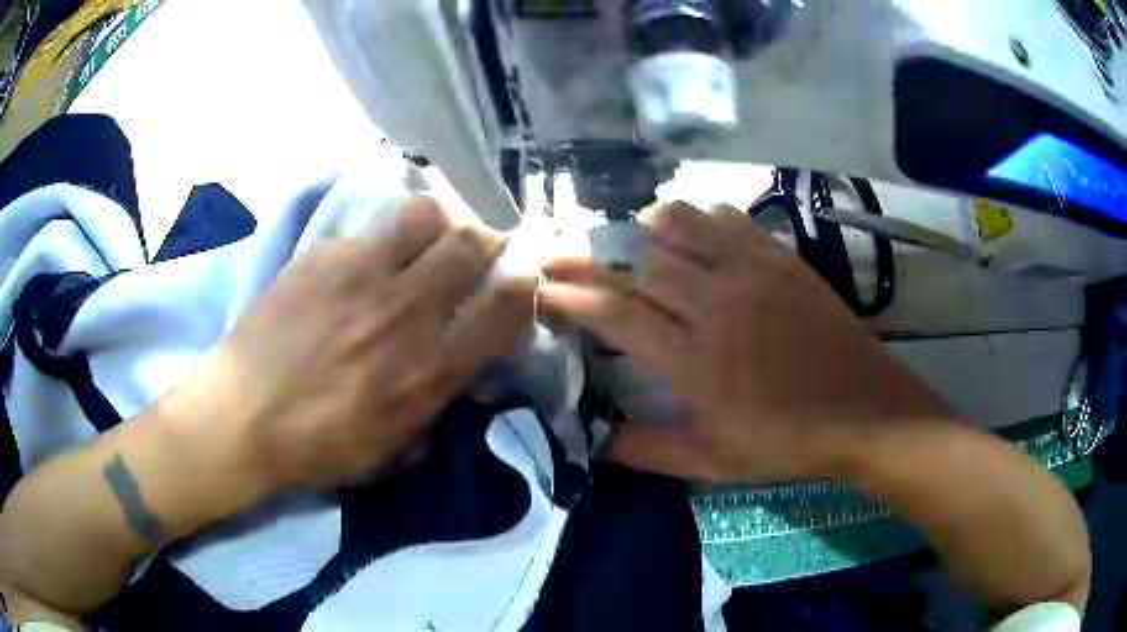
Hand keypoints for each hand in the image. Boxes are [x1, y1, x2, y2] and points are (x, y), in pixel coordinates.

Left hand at [174, 197, 534, 490]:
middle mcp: (405, 309)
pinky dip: (371, 247)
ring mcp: (361, 273)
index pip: (508, 304)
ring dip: (433, 228)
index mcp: (430, 367)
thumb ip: (436, 410)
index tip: (517, 287)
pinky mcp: (322, 255)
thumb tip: (458, 380)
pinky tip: (349, 272)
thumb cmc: (317, 446)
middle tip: (470, 258)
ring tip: (418, 246)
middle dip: (483, 246)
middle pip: (472, 243)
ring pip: (425, 214)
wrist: (241, 416)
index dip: (525, 288)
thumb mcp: (392, 453)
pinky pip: (364, 233)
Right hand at [541, 201, 952, 481]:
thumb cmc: (788, 441)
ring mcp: (751, 273)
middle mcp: (717, 305)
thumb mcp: (714, 462)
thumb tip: (595, 443)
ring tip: (620, 238)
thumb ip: (648, 450)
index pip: (617, 314)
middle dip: (586, 253)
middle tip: (558, 251)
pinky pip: (727, 218)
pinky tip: (685, 228)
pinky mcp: (780, 258)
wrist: (863, 408)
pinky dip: (695, 215)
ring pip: (679, 226)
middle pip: (637, 262)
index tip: (546, 288)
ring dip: (637, 226)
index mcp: (696, 361)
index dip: (574, 296)